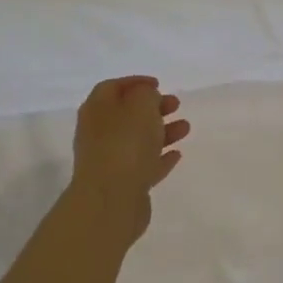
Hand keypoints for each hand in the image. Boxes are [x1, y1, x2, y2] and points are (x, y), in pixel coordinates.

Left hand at [67, 77, 189, 237]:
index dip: (135, 82)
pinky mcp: (122, 184)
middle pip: (126, 114)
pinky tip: (177, 154)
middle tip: (176, 104)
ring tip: (186, 128)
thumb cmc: (125, 144)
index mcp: (97, 110)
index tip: (159, 83)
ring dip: (162, 131)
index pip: (112, 87)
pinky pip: (143, 165)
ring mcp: (109, 161)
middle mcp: (98, 133)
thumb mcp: (140, 105)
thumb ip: (146, 94)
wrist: (111, 200)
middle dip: (152, 107)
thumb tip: (146, 98)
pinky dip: (159, 157)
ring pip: (137, 140)